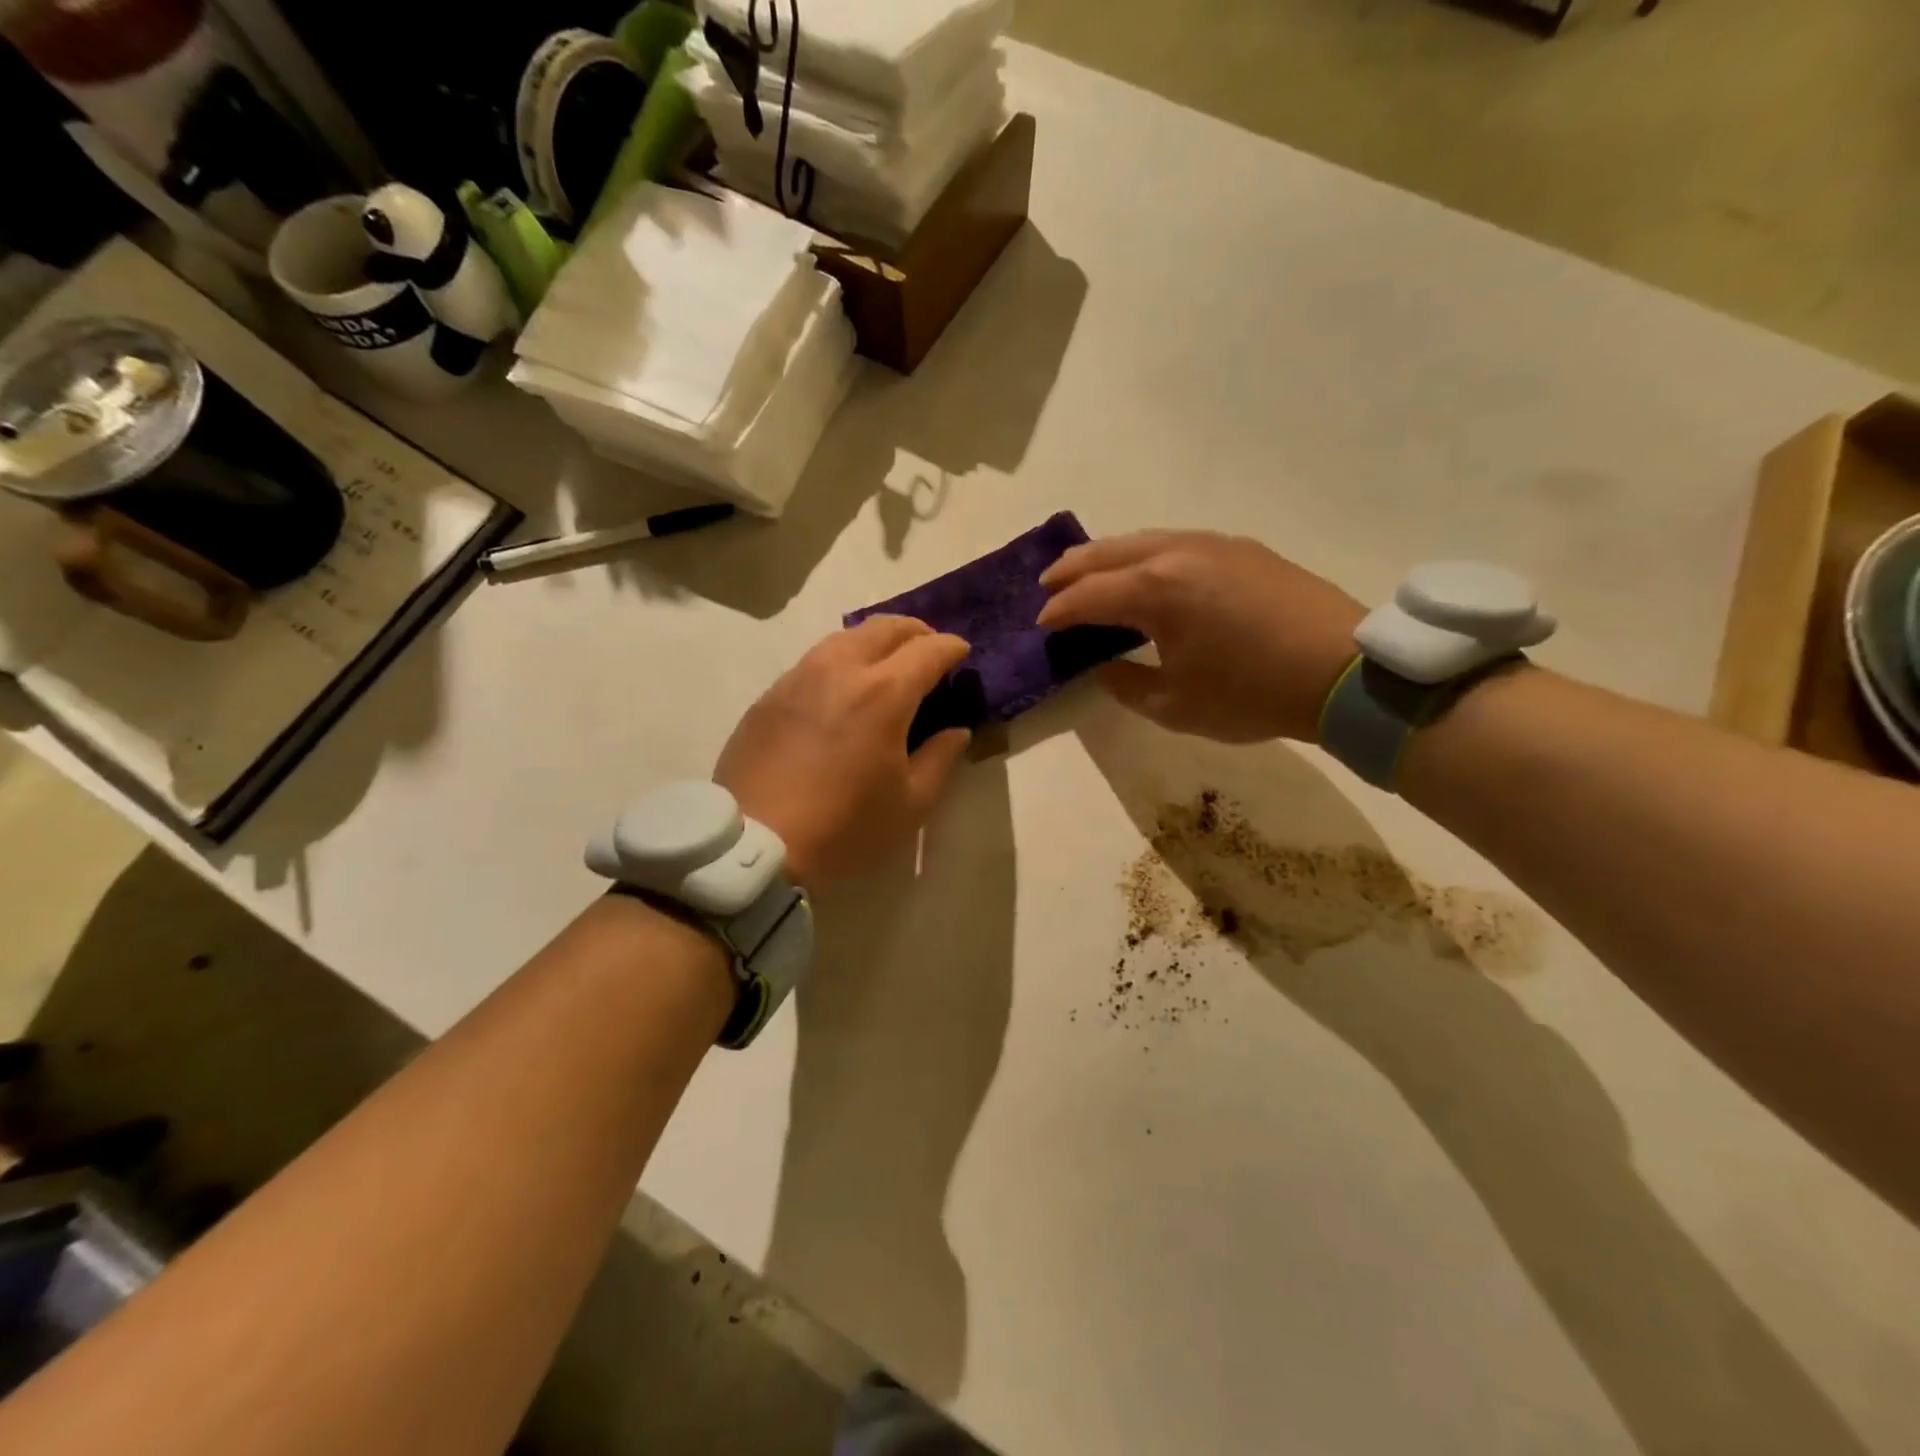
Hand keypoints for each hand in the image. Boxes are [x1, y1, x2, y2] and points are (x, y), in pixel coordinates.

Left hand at [715, 617, 972, 891]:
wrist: (754, 843)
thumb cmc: (844, 827)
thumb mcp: (910, 804)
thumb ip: (940, 759)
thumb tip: (956, 731)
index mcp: (884, 693)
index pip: (928, 649)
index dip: (952, 647)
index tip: (962, 654)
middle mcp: (841, 670)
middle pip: (885, 627)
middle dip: (916, 631)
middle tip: (929, 650)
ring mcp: (799, 677)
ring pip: (845, 637)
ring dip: (875, 642)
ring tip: (886, 665)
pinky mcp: (770, 695)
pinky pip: (814, 661)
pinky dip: (841, 662)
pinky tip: (842, 691)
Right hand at [1037, 530, 1363, 742]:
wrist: (1343, 671)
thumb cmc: (1252, 694)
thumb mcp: (1176, 706)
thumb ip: (1127, 685)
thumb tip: (1106, 667)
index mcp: (1156, 591)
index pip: (1088, 595)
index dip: (1059, 611)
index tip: (1041, 625)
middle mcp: (1178, 554)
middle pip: (1108, 552)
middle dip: (1072, 569)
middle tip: (1048, 585)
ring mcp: (1213, 544)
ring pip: (1143, 539)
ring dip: (1108, 556)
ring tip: (1089, 572)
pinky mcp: (1241, 549)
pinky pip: (1176, 542)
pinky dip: (1146, 555)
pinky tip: (1147, 572)